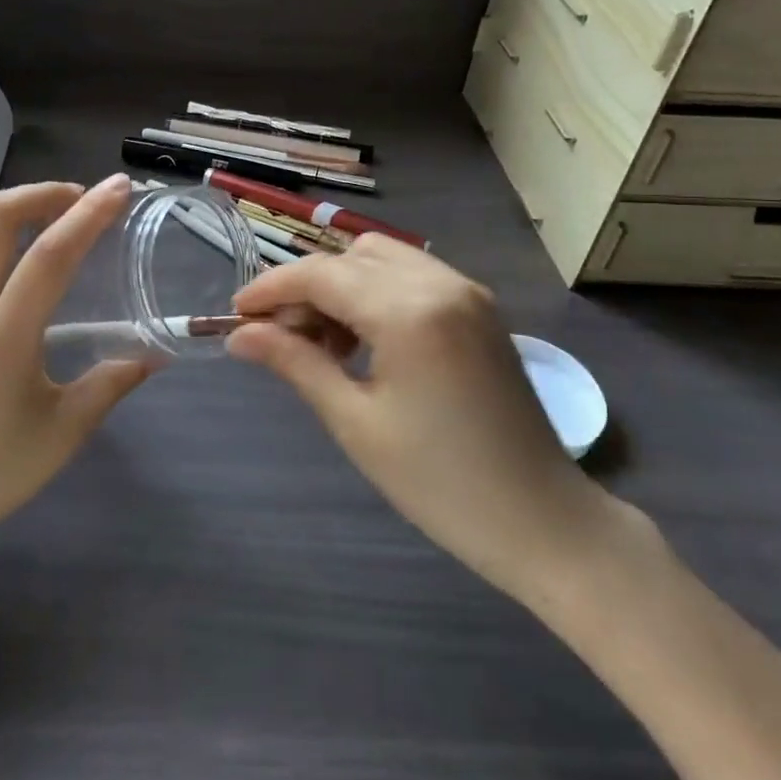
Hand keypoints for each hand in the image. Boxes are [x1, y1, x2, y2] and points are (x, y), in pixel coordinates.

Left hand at [0, 175, 152, 568]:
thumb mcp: (64, 432)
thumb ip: (111, 383)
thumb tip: (153, 353)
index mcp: (2, 338)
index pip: (50, 255)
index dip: (89, 214)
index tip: (117, 188)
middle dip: (42, 192)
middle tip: (77, 198)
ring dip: (3, 200)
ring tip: (37, 208)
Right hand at [227, 236, 621, 605]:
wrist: (544, 521)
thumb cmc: (441, 483)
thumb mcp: (355, 422)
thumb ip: (296, 363)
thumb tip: (240, 336)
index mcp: (409, 311)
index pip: (321, 275)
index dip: (271, 289)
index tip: (236, 315)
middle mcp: (440, 283)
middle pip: (349, 258)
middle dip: (306, 288)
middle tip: (281, 339)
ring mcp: (466, 291)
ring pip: (381, 258)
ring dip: (342, 285)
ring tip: (324, 343)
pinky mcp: (480, 307)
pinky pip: (412, 275)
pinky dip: (377, 292)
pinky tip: (366, 340)